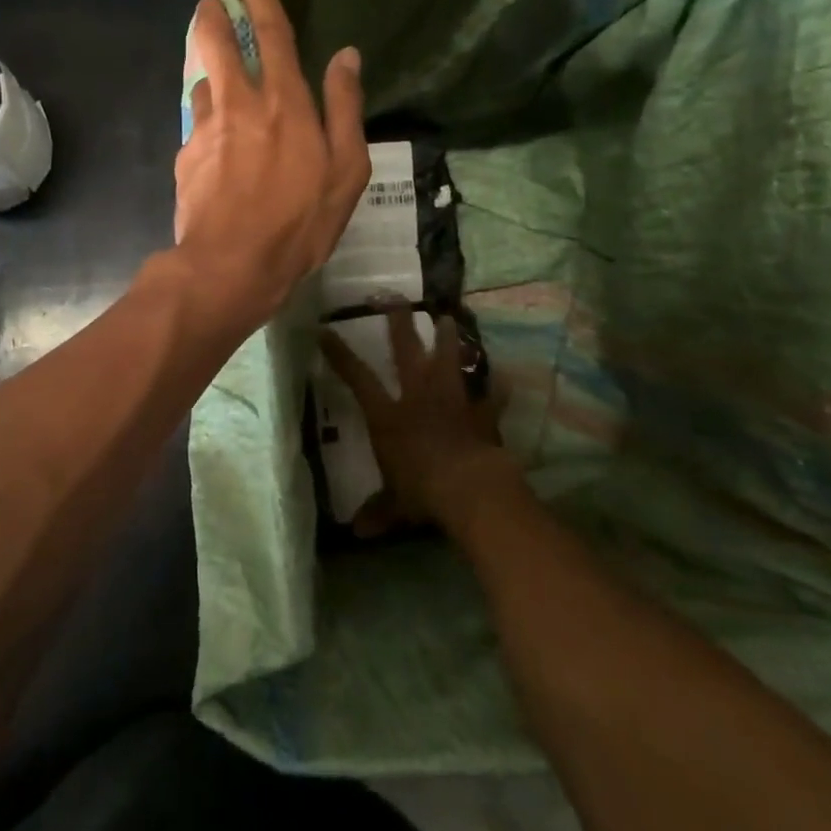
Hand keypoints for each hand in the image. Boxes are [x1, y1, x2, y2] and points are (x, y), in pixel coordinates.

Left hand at [175, 0, 369, 327]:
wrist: (232, 265)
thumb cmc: (300, 222)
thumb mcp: (346, 170)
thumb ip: (345, 108)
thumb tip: (346, 56)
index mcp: (285, 102)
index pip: (272, 31)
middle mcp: (240, 103)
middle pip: (218, 42)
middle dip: (213, 9)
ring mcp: (206, 128)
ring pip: (203, 80)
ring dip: (208, 65)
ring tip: (216, 68)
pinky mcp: (185, 156)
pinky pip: (198, 125)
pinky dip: (207, 120)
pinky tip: (215, 142)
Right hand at [318, 310, 517, 538]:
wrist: (470, 488)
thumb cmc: (422, 491)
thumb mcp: (394, 505)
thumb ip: (377, 512)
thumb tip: (356, 531)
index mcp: (388, 416)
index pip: (358, 378)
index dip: (340, 355)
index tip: (324, 330)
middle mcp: (418, 398)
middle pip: (406, 353)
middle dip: (398, 325)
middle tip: (394, 298)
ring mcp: (452, 401)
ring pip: (448, 361)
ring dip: (448, 340)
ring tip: (447, 318)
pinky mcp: (481, 414)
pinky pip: (491, 398)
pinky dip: (497, 389)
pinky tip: (506, 379)